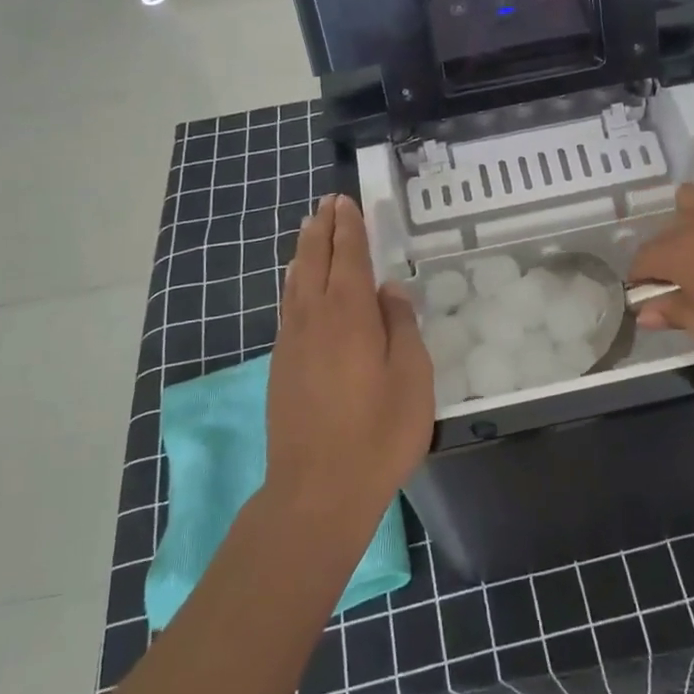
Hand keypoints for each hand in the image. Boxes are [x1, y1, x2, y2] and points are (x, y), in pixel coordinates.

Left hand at [265, 196, 433, 521]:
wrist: (317, 491)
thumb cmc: (378, 434)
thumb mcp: (411, 378)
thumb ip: (401, 327)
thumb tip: (389, 291)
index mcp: (350, 315)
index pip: (349, 257)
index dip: (349, 228)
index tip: (346, 202)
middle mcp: (314, 318)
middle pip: (314, 261)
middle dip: (322, 230)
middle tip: (326, 204)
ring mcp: (292, 342)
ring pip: (295, 281)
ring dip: (303, 251)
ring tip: (309, 229)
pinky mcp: (281, 366)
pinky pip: (287, 305)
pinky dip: (293, 281)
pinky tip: (296, 284)